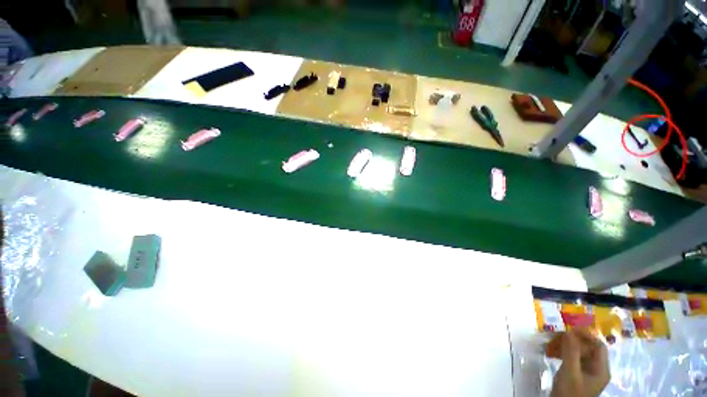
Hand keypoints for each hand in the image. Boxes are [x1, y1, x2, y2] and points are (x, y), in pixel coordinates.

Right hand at [550, 329, 609, 396]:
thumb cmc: (569, 392)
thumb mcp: (570, 371)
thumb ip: (571, 351)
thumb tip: (569, 330)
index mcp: (601, 369)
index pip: (599, 346)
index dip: (586, 336)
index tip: (569, 329)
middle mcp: (597, 369)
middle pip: (589, 349)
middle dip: (573, 341)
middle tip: (556, 336)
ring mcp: (588, 373)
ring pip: (580, 353)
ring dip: (566, 346)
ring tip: (552, 343)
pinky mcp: (578, 375)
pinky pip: (574, 359)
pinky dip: (564, 353)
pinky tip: (553, 352)